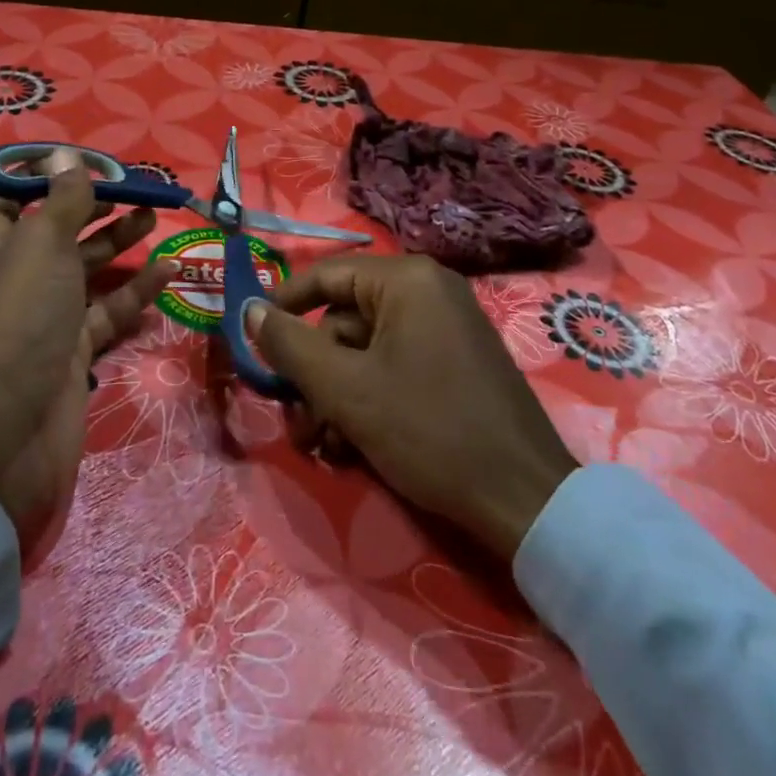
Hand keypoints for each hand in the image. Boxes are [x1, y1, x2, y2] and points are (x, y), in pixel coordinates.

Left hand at [0, 166, 174, 545]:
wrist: (9, 428)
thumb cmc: (21, 317)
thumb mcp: (42, 244)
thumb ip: (63, 201)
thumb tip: (67, 157)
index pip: (10, 193)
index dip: (43, 171)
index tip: (86, 159)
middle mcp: (19, 272)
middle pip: (58, 225)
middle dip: (94, 202)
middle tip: (135, 185)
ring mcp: (47, 311)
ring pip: (87, 265)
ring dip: (119, 239)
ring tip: (155, 215)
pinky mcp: (74, 345)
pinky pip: (109, 307)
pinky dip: (136, 289)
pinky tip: (170, 270)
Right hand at [244, 254, 578, 557]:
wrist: (525, 499)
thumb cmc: (428, 430)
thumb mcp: (346, 389)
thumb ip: (290, 345)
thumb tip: (249, 309)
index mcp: (407, 280)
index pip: (326, 275)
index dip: (283, 306)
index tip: (252, 342)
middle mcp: (428, 292)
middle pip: (344, 321)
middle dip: (314, 375)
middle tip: (295, 423)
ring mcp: (446, 328)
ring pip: (366, 352)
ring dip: (335, 396)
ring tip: (322, 446)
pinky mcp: (456, 363)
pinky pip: (394, 367)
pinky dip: (368, 401)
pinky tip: (352, 448)